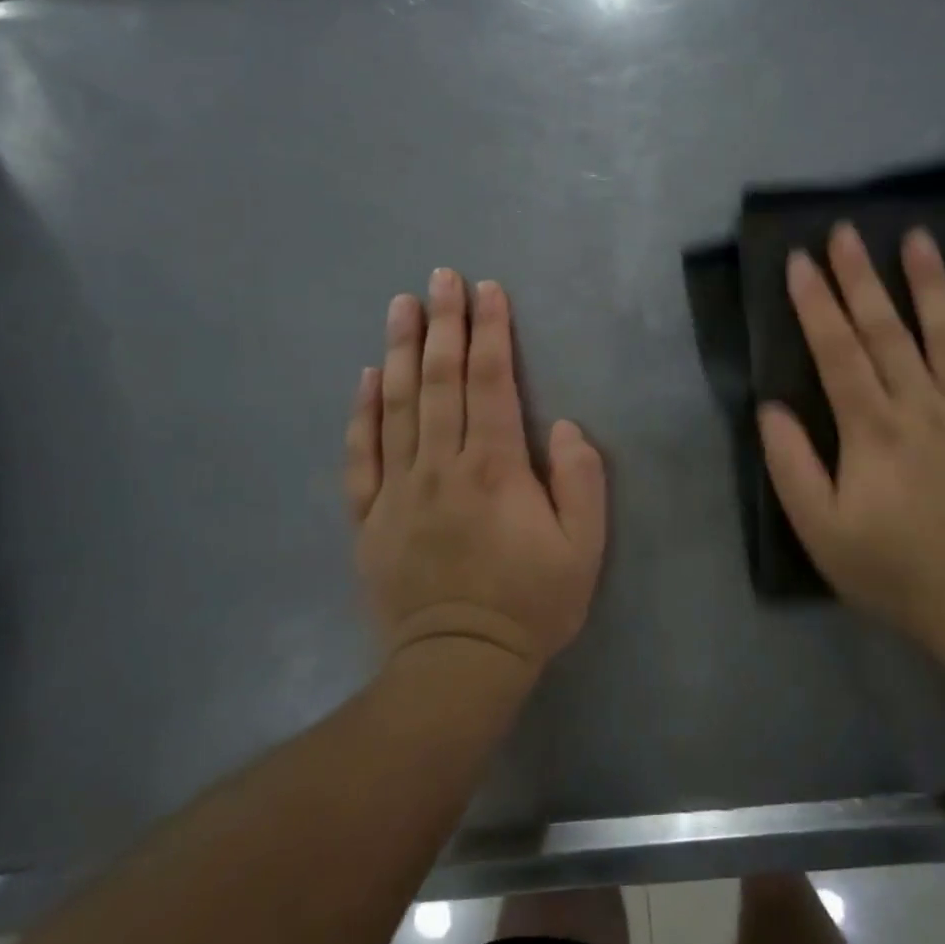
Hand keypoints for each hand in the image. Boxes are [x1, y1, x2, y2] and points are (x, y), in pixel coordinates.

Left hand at [344, 269, 606, 676]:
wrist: (458, 666)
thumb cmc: (530, 604)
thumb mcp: (583, 548)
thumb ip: (580, 481)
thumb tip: (560, 426)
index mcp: (494, 468)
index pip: (490, 382)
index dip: (490, 331)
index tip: (487, 290)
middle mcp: (440, 466)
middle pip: (441, 380)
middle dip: (444, 323)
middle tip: (440, 277)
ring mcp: (398, 490)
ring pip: (397, 406)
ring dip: (402, 351)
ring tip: (401, 306)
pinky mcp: (369, 517)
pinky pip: (361, 455)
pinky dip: (363, 412)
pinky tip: (367, 377)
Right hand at [758, 223, 944, 654]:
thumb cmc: (900, 573)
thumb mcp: (823, 533)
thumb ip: (793, 468)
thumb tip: (771, 410)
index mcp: (873, 430)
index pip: (837, 352)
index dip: (816, 304)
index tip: (801, 261)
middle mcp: (924, 407)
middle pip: (888, 331)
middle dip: (862, 278)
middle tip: (847, 231)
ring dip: (931, 285)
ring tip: (918, 238)